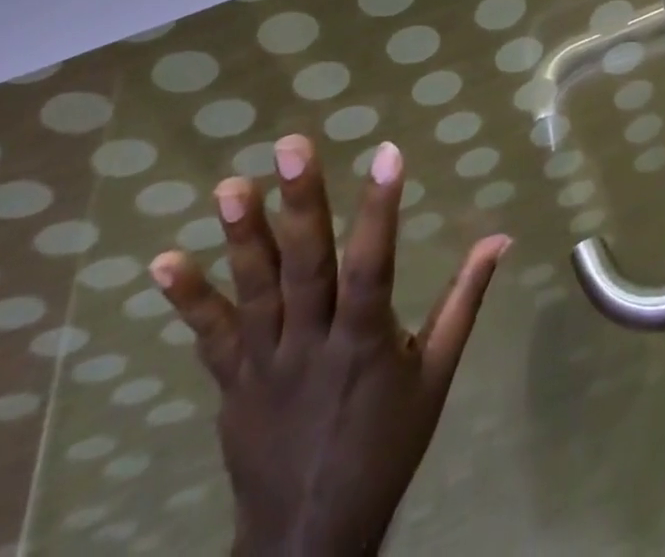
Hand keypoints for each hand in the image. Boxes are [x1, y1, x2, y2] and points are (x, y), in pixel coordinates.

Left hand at [149, 135, 509, 555]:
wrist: (309, 540)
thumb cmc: (386, 446)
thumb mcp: (437, 375)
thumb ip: (464, 300)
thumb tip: (500, 238)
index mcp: (365, 344)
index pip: (373, 267)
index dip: (380, 210)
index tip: (388, 152)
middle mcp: (311, 346)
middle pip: (306, 268)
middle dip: (300, 204)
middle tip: (291, 147)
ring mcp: (265, 365)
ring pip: (253, 293)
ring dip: (241, 239)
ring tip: (230, 186)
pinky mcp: (232, 383)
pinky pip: (209, 338)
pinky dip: (188, 300)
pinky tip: (164, 260)